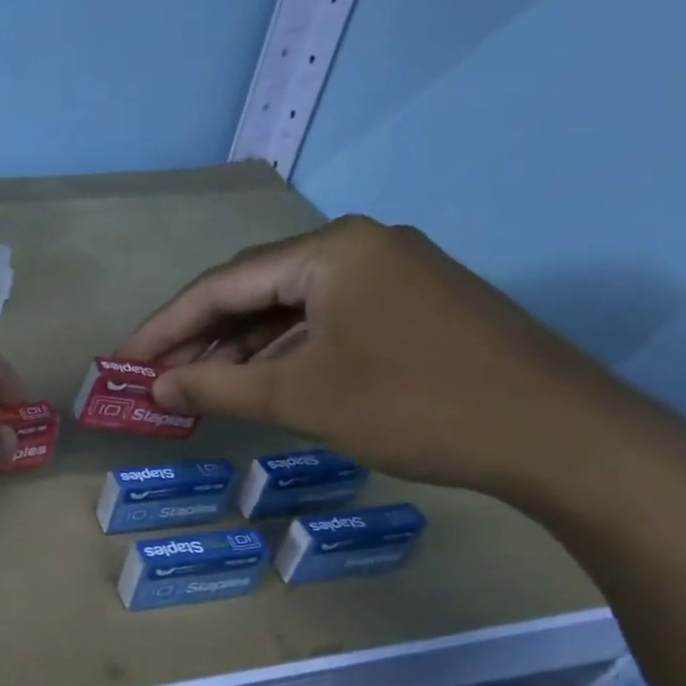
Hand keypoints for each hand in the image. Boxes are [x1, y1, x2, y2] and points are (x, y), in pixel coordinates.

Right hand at [114, 216, 647, 502]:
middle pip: (254, 292)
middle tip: (154, 379)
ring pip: (290, 310)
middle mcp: (359, 247)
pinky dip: (286, 355)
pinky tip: (260, 385)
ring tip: (197, 389)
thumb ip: (216, 389)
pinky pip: (327, 324)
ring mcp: (392, 275)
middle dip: (200, 338)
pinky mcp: (413, 307)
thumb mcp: (301, 397)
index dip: (164, 327)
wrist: (563, 438)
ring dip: (241, 350)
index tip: (122, 360)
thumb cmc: (415, 405)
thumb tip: (154, 391)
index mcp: (331, 250)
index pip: (221, 285)